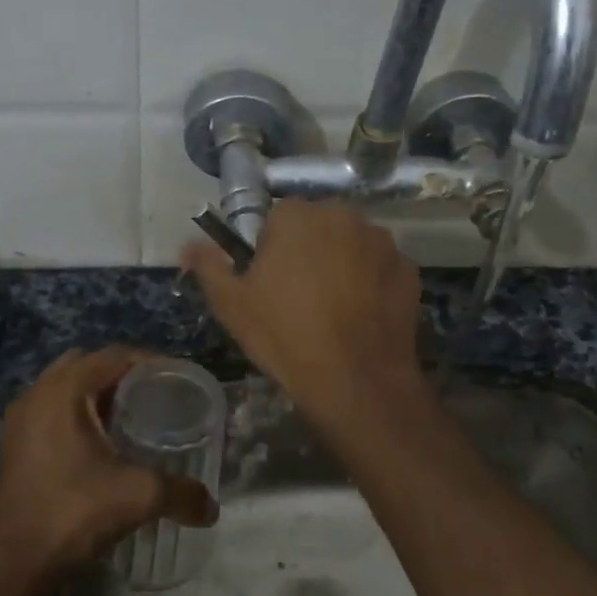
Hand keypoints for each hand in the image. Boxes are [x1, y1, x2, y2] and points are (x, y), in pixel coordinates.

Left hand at [0, 346, 216, 588]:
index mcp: (64, 390)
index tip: (180, 381)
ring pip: (68, 388)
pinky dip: (79, 414)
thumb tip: (212, 509)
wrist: (16, 563)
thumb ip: (182, 493)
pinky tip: (103, 443)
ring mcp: (21, 419)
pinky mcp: (15, 444)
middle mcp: (37, 393)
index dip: (152, 362)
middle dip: (124, 375)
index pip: (115, 356)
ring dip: (99, 394)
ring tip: (133, 417)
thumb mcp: (139, 496)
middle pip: (90, 365)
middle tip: (157, 396)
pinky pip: (53, 410)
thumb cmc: (75, 513)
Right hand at [182, 201, 429, 423]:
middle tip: (298, 297)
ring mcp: (382, 241)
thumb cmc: (285, 335)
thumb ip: (208, 267)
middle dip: (308, 251)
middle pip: (317, 226)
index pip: (276, 218)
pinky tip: (361, 315)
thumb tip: (188, 246)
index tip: (269, 283)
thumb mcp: (231, 304)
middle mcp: (344, 215)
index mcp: (297, 216)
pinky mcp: (408, 269)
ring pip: (351, 244)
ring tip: (334, 309)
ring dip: (342, 263)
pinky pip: (380, 267)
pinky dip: (371, 282)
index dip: (269, 250)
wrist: (355, 380)